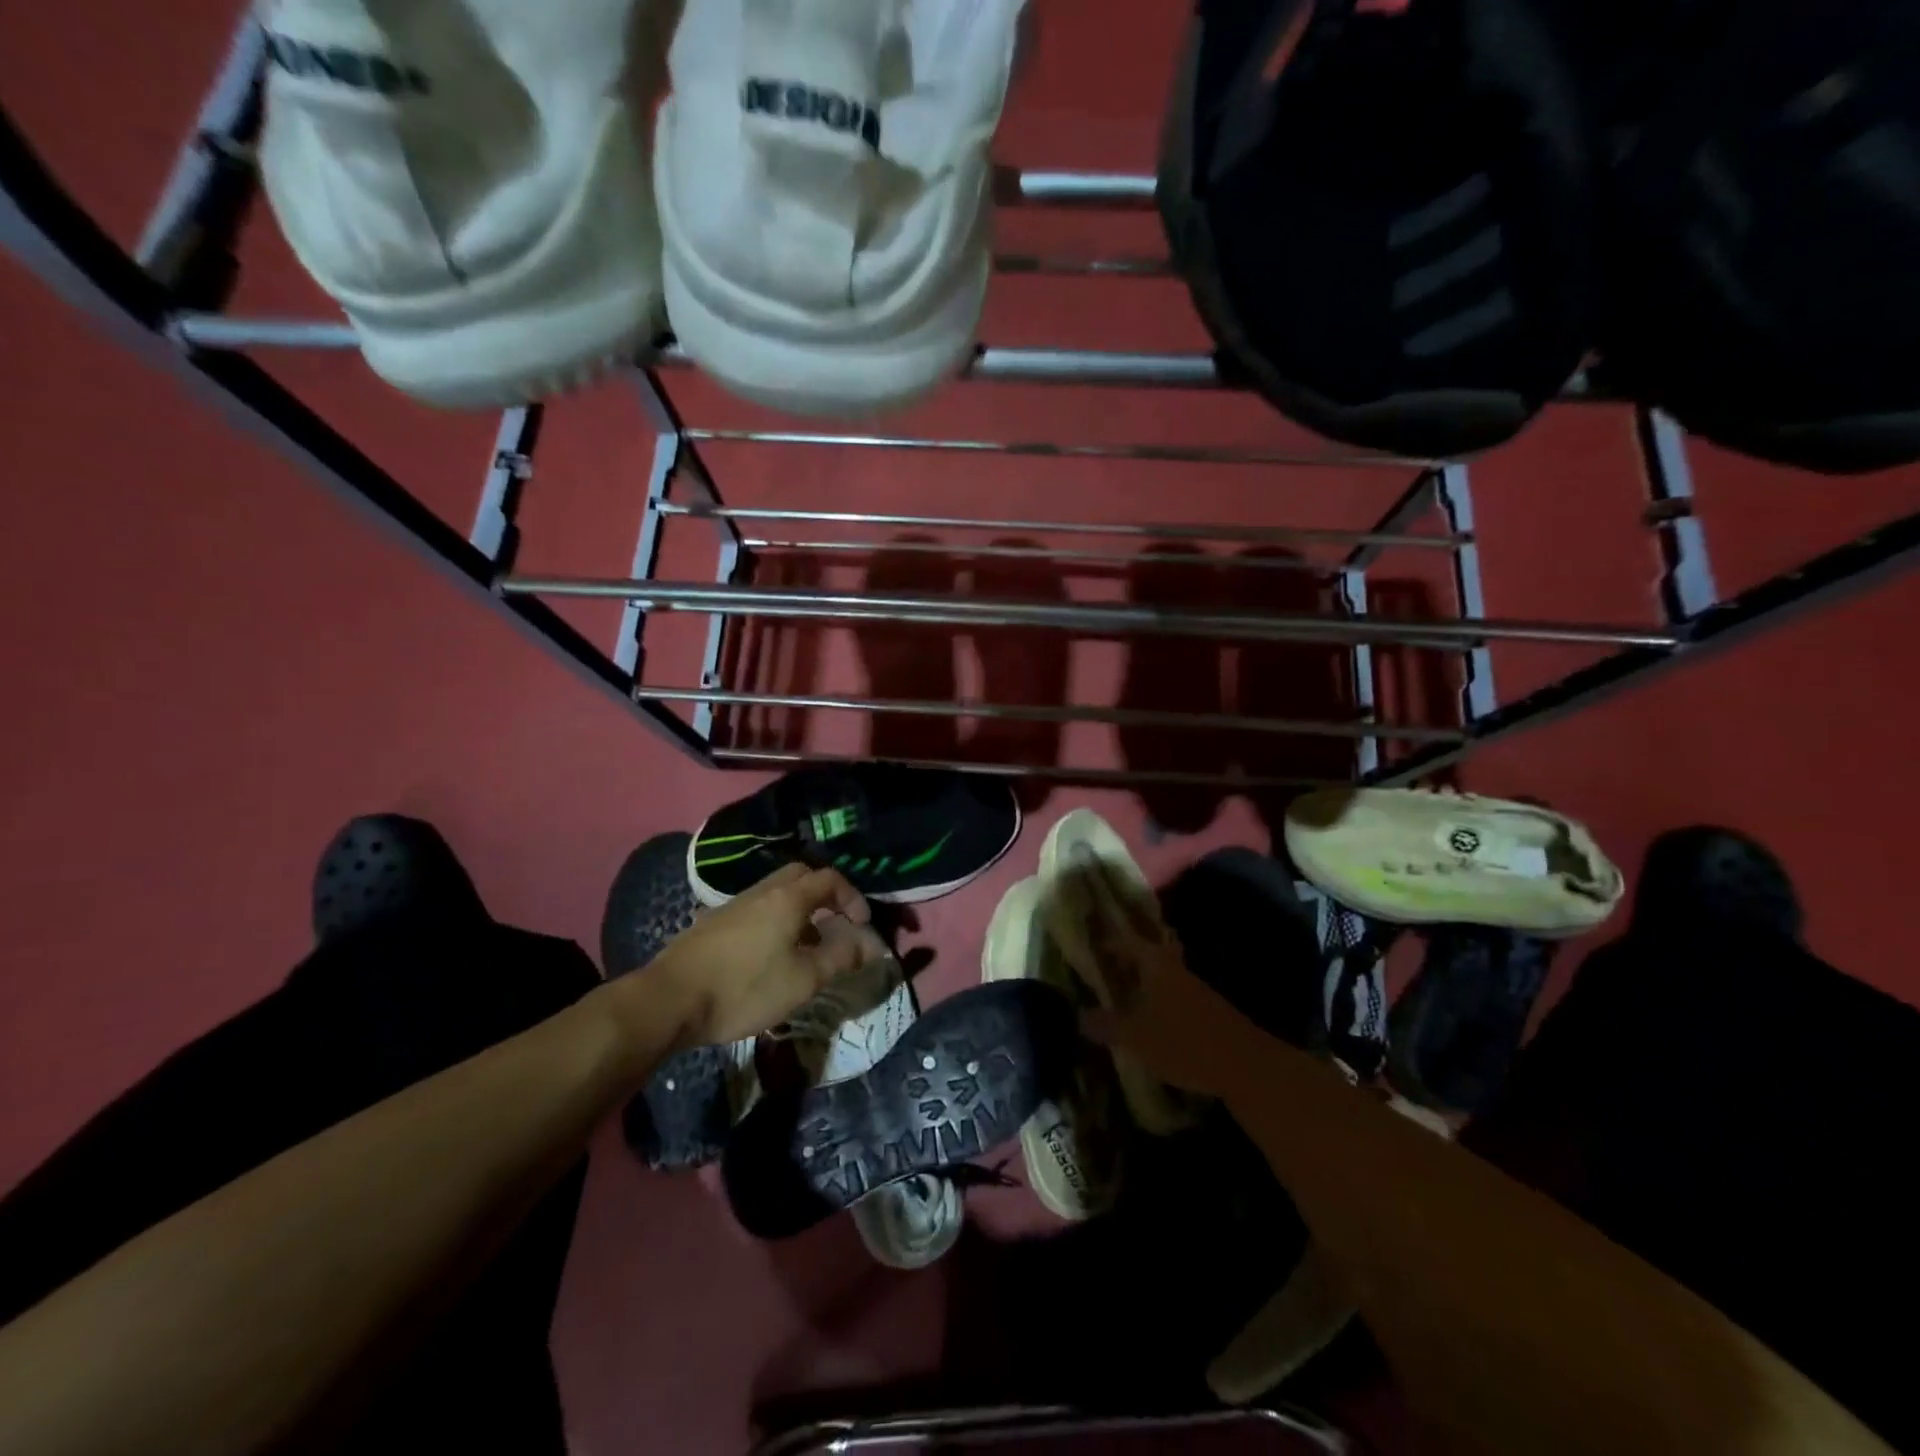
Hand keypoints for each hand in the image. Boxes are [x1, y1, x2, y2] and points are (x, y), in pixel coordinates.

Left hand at [636, 864, 871, 1047]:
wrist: (670, 999)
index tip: (861, 925)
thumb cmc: (744, 988)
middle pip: (801, 876)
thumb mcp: (803, 979)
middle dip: (825, 897)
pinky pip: (756, 909)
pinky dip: (775, 921)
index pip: (830, 879)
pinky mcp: (713, 923)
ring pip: (776, 893)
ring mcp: (733, 905)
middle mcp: (761, 891)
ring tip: (805, 947)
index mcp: (788, 898)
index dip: (853, 898)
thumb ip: (841, 957)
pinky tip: (769, 956)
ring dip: (799, 911)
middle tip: (835, 926)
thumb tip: (872, 943)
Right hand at [1091, 935, 1268, 1099]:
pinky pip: (1170, 993)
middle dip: (1124, 959)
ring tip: (1117, 992)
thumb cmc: (1184, 1042)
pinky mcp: (1205, 1010)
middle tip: (1101, 966)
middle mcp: (1174, 968)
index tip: (1088, 944)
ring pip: (1159, 975)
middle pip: (1146, 955)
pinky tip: (1145, 1016)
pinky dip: (1154, 998)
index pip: (1126, 942)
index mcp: (1156, 964)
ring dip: (1140, 980)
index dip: (1107, 942)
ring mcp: (1193, 988)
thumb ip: (1106, 1025)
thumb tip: (1079, 1015)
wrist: (1245, 1066)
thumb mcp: (1136, 1037)